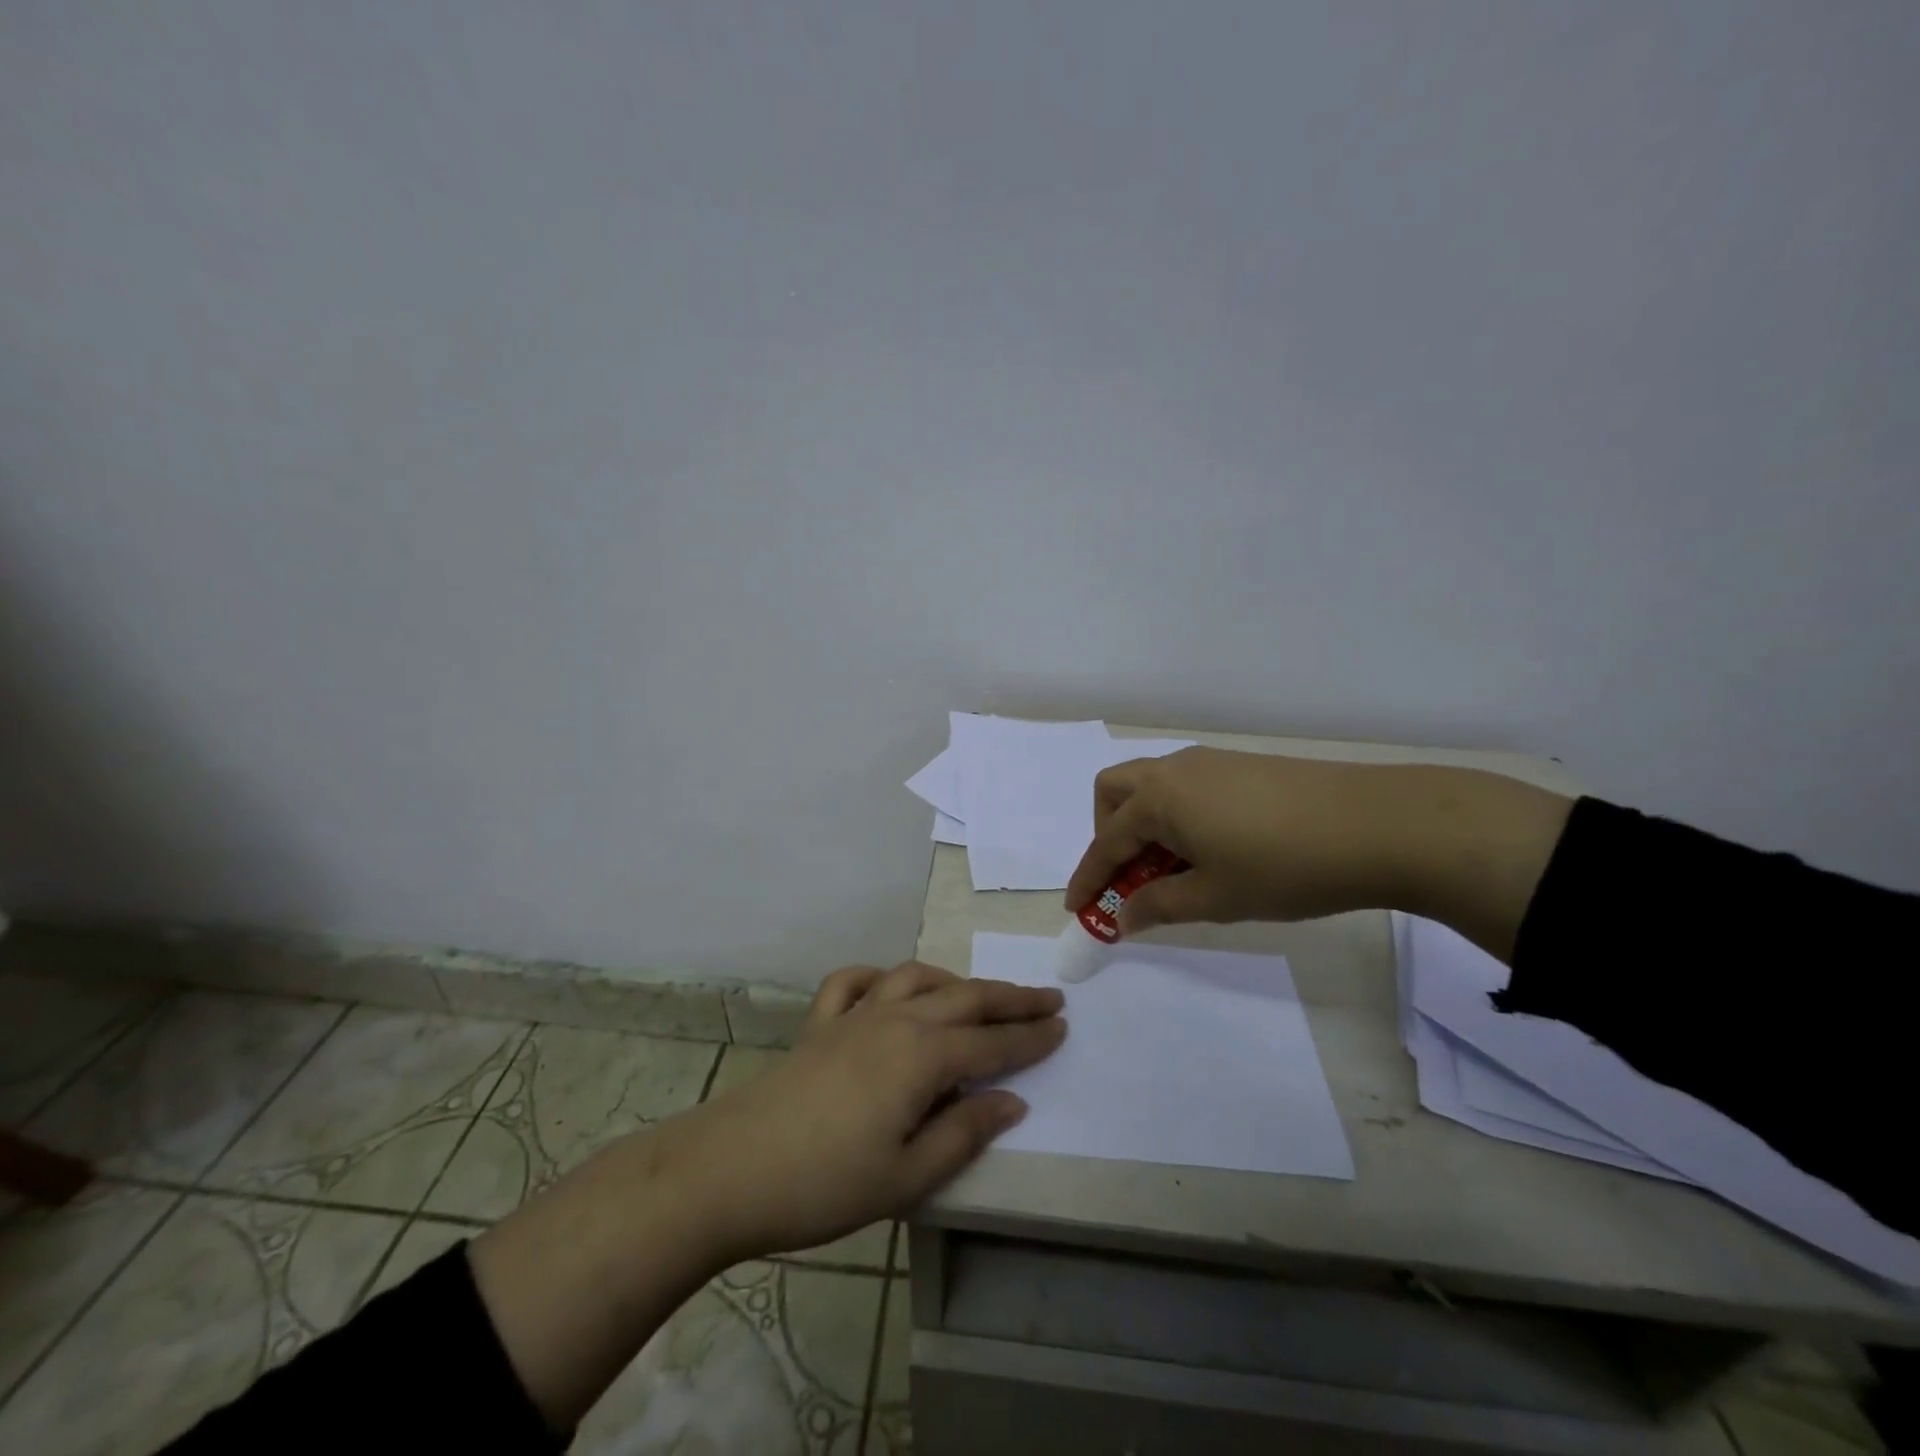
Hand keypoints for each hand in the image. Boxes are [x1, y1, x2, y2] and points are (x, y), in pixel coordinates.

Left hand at [656, 962, 1064, 1262]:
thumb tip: (1012, 1100)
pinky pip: (853, 981)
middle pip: (964, 999)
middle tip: (1046, 997)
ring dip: (954, 981)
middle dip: (1009, 998)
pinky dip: (879, 975)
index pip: (992, 1043)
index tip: (1063, 1025)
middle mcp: (895, 1020)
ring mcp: (854, 1016)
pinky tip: (888, 987)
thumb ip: (964, 1132)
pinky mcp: (819, 1024)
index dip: (1031, 1036)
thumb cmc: (826, 1183)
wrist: (732, 1168)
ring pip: (916, 979)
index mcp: (922, 1056)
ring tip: (977, 993)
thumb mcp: (907, 1175)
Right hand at [1064, 748, 1571, 946]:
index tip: (1076, 909)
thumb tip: (1123, 915)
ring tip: (1173, 867)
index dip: (1088, 879)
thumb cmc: (1284, 867)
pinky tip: (1210, 847)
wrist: (1377, 825)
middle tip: (1129, 876)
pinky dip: (1175, 815)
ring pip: (1151, 785)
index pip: (1106, 843)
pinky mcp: (1240, 765)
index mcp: (1158, 799)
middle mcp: (1174, 770)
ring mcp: (1209, 762)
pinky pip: (1184, 786)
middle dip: (1107, 834)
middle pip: (1114, 793)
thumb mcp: (1214, 898)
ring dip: (1143, 824)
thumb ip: (1159, 905)